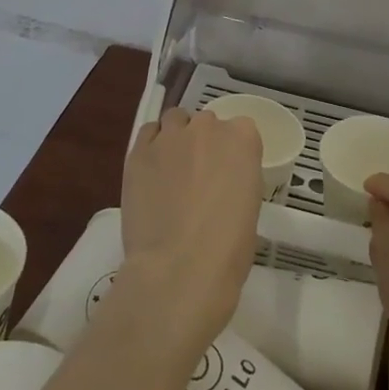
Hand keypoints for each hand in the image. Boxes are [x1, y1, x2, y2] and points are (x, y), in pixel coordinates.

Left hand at [116, 108, 263, 352]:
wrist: (180, 269)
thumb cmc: (228, 249)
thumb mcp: (249, 207)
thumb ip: (236, 179)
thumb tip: (221, 184)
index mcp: (242, 139)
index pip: (241, 129)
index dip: (233, 152)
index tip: (229, 173)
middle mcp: (207, 127)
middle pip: (206, 122)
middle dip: (204, 142)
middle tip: (199, 175)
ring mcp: (170, 137)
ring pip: (175, 120)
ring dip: (176, 137)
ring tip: (171, 168)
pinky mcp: (139, 152)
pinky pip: (147, 134)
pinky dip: (151, 146)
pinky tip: (151, 171)